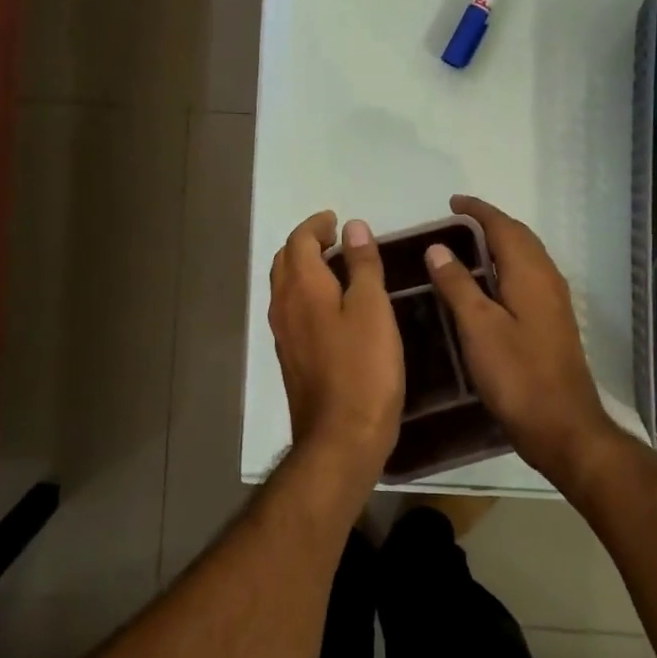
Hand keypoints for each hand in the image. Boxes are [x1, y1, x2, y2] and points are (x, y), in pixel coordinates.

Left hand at [268, 212, 403, 484]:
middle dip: (306, 244)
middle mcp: (284, 306)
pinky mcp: (291, 358)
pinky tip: (332, 307)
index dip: (316, 225)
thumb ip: (362, 265)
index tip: (336, 220)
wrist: (341, 437)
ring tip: (336, 267)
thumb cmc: (363, 367)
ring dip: (305, 269)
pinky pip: (292, 310)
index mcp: (302, 288)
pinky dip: (307, 294)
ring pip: (286, 287)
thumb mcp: (372, 308)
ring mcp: (284, 335)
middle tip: (335, 239)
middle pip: (285, 261)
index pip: (298, 241)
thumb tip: (353, 227)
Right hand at [424, 195, 622, 483]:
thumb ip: (458, 284)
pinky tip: (491, 284)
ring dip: (501, 242)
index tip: (452, 202)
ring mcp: (554, 302)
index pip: (503, 227)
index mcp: (530, 273)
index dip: (478, 211)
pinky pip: (529, 276)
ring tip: (470, 244)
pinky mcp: (553, 322)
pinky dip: (508, 265)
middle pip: (519, 237)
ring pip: (527, 257)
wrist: (562, 425)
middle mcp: (547, 279)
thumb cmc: (516, 374)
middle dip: (491, 222)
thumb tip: (437, 247)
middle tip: (458, 220)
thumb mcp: (478, 327)